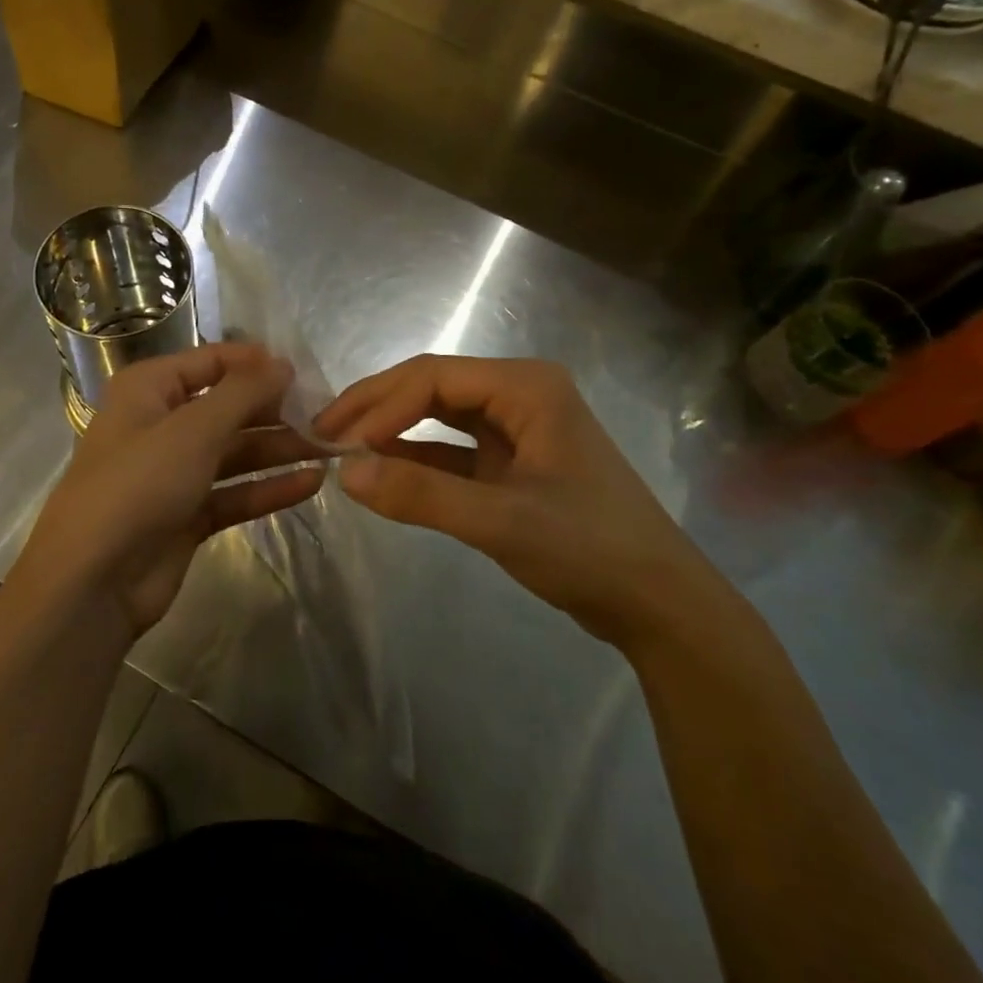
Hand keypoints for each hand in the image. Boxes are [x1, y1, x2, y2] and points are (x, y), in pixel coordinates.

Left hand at [13, 344, 324, 643]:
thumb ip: (243, 393)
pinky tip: (311, 483)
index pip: (209, 362)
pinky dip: (269, 488)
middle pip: (227, 408)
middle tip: (325, 415)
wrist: (92, 582)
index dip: (254, 363)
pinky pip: (235, 492)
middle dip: (274, 411)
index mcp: (149, 390)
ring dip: (278, 450)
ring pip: (235, 452)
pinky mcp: (188, 515)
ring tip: (329, 449)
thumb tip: (282, 363)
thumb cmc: (138, 485)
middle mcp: (161, 425)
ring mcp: (174, 473)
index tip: (302, 372)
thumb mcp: (193, 429)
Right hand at [315, 355, 723, 646]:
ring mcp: (518, 429)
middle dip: (378, 409)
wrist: (658, 605)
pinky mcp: (513, 464)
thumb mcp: (501, 521)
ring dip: (393, 431)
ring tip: (342, 448)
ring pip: (439, 417)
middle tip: (324, 433)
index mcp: (527, 386)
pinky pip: (452, 450)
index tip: (340, 440)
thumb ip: (422, 496)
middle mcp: (521, 395)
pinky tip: (381, 470)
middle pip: (433, 388)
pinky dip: (417, 459)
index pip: (434, 377)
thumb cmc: (589, 549)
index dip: (382, 403)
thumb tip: (345, 472)